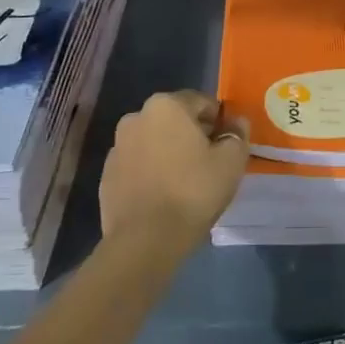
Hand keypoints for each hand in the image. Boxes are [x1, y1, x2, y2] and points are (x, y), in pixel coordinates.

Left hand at [100, 90, 248, 249]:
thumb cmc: (193, 191)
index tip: (228, 144)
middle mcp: (136, 117)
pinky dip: (151, 172)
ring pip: (154, 142)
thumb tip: (236, 123)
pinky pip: (138, 165)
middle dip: (193, 135)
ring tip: (185, 182)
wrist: (144, 241)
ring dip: (169, 153)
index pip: (202, 102)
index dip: (219, 122)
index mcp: (166, 105)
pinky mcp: (107, 176)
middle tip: (210, 163)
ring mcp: (117, 147)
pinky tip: (163, 196)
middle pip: (175, 119)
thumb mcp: (232, 161)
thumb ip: (237, 134)